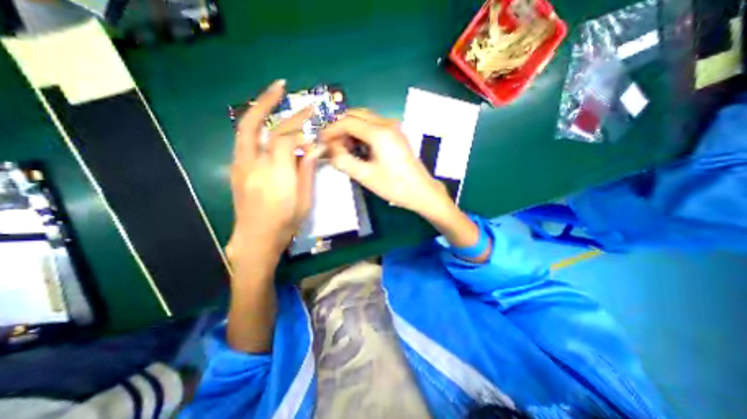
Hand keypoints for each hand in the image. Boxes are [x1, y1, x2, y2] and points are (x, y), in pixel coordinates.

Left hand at [227, 79, 319, 272]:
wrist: (256, 239)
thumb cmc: (286, 223)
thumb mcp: (305, 199)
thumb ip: (307, 169)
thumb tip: (316, 146)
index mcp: (276, 175)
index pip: (286, 138)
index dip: (300, 124)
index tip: (313, 114)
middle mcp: (253, 165)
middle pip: (256, 125)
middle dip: (269, 102)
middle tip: (282, 87)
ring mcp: (241, 166)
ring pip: (245, 129)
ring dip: (258, 110)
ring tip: (273, 99)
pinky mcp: (237, 170)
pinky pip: (246, 141)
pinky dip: (256, 127)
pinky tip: (267, 126)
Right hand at [320, 109, 447, 218]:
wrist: (421, 191)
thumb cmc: (395, 186)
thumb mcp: (366, 176)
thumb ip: (344, 161)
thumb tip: (330, 148)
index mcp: (379, 132)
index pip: (347, 121)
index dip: (331, 129)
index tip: (320, 141)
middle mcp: (387, 123)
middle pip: (356, 115)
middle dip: (340, 127)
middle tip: (331, 144)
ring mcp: (393, 127)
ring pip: (364, 119)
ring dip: (350, 129)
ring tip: (342, 147)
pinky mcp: (396, 134)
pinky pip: (373, 125)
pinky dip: (361, 132)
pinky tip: (357, 146)